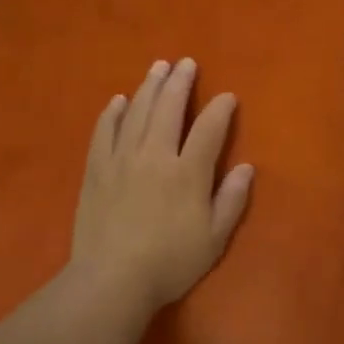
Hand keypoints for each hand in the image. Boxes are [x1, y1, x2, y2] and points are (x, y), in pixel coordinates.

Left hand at [71, 57, 254, 313]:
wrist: (112, 280)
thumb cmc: (170, 262)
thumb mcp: (214, 238)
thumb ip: (232, 200)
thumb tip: (247, 167)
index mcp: (188, 172)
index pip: (209, 129)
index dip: (221, 109)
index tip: (227, 96)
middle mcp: (155, 155)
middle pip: (168, 108)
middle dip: (180, 83)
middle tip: (186, 63)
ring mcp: (121, 159)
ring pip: (137, 112)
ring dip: (149, 86)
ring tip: (157, 67)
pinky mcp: (96, 170)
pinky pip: (104, 132)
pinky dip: (113, 113)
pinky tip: (118, 100)